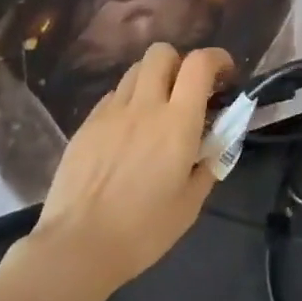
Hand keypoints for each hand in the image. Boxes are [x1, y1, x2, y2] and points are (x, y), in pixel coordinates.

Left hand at [0, 43, 228, 300]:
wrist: (76, 248)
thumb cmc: (143, 231)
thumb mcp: (190, 203)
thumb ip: (207, 165)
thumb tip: (213, 147)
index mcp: (178, 122)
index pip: (200, 63)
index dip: (217, 58)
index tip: (224, 75)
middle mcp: (145, 106)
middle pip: (162, 52)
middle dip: (179, 62)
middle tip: (186, 90)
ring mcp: (111, 112)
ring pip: (135, 70)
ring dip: (152, 80)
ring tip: (155, 109)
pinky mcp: (86, 125)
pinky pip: (112, 97)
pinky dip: (127, 102)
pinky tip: (127, 132)